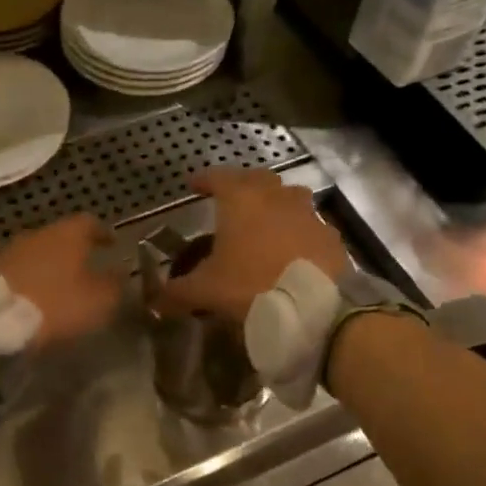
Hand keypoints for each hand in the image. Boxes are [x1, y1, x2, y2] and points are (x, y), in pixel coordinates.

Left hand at [0, 214, 124, 348]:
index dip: (103, 232)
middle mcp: (39, 234)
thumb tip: (121, 272)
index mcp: (68, 234)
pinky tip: (38, 295)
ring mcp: (12, 250)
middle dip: (75, 249)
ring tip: (62, 283)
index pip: (90, 222)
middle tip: (88, 265)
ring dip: (52, 264)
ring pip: (39, 252)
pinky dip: (33, 278)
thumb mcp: (99, 300)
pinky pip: (21, 269)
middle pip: (61, 235)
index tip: (112, 243)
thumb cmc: (56, 304)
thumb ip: (114, 284)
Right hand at [155, 169, 348, 321]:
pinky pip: (309, 224)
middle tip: (230, 198)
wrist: (315, 308)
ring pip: (289, 196)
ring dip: (274, 203)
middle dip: (242, 184)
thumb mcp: (206, 291)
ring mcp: (308, 213)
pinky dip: (297, 229)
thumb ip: (177, 292)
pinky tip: (292, 248)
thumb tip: (155, 300)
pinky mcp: (330, 235)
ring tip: (263, 221)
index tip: (194, 184)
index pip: (218, 177)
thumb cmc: (251, 287)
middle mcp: (276, 197)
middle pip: (257, 179)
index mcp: (242, 200)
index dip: (204, 179)